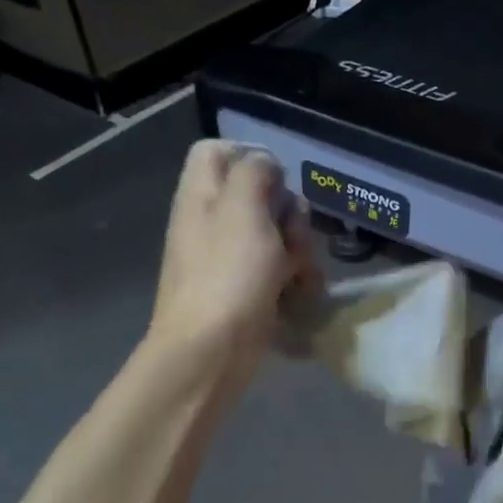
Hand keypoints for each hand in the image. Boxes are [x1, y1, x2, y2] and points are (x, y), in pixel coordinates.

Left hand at [147, 141, 317, 391]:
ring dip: (298, 251)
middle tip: (292, 235)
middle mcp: (212, 221)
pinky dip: (292, 279)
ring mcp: (228, 258)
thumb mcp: (244, 209)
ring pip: (276, 235)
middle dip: (289, 213)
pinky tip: (300, 296)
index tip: (280, 179)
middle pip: (259, 196)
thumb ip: (254, 173)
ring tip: (301, 275)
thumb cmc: (228, 275)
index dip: (251, 155)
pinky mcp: (245, 290)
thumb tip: (265, 165)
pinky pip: (276, 270)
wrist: (210, 350)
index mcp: (202, 195)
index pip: (218, 152)